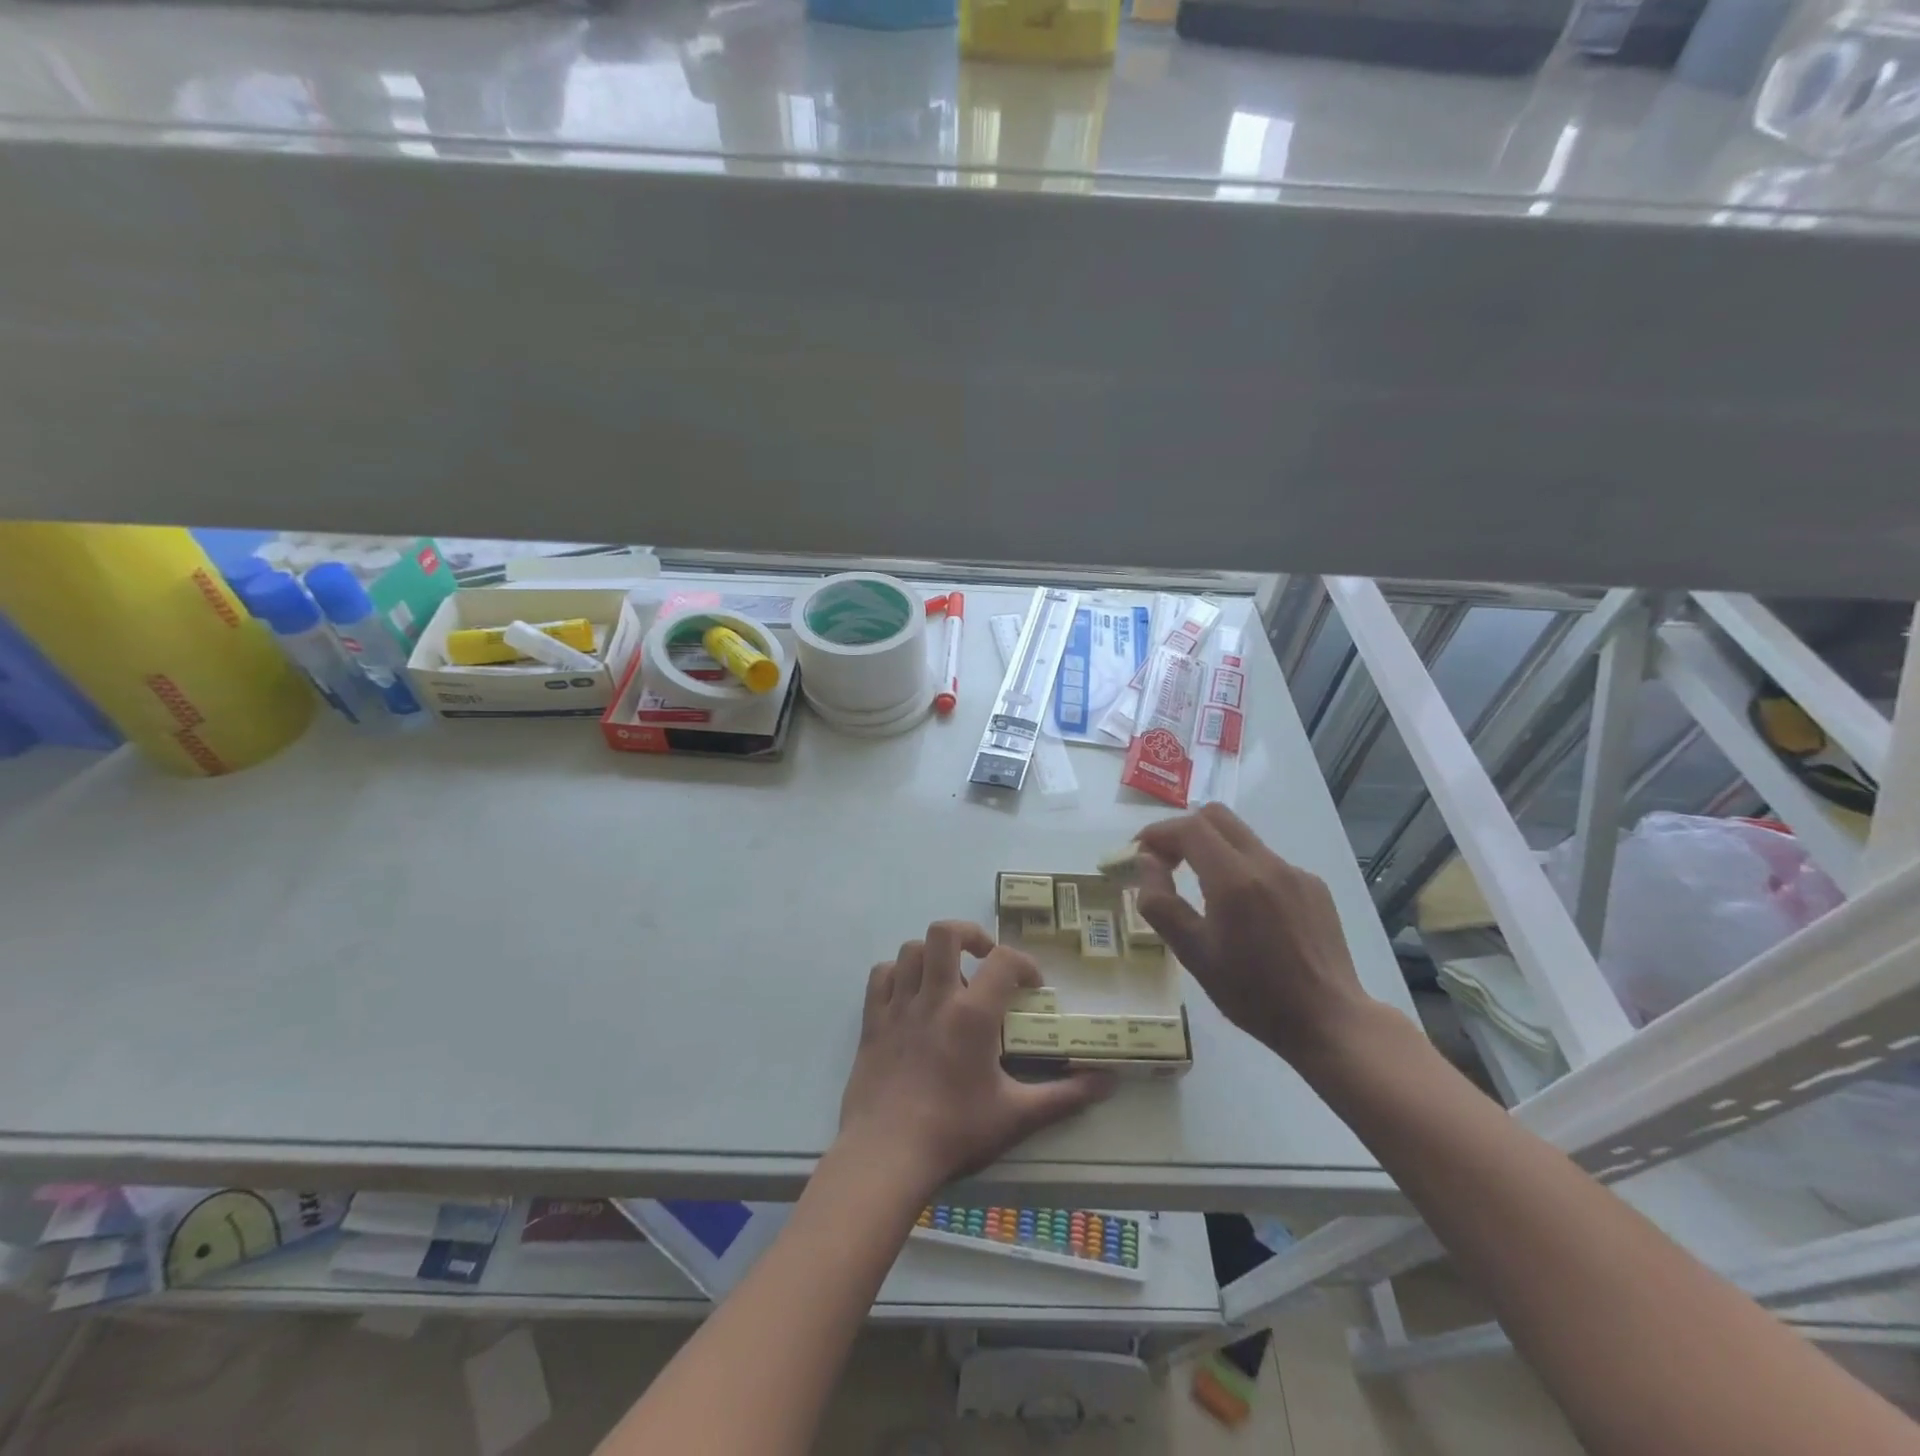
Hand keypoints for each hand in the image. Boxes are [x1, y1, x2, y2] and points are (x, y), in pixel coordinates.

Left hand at [837, 921, 1112, 1195]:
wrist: (886, 1156)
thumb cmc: (955, 1132)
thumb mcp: (1017, 1117)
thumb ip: (1065, 1097)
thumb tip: (1108, 1083)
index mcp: (972, 1015)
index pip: (1004, 960)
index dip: (1023, 963)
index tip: (1031, 984)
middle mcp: (934, 998)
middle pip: (945, 932)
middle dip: (969, 934)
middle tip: (983, 957)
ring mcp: (899, 1006)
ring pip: (910, 949)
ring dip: (932, 954)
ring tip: (947, 977)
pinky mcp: (872, 1021)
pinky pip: (880, 976)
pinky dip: (896, 974)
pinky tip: (909, 993)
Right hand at [1133, 804, 1374, 1065]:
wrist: (1329, 1021)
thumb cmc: (1252, 994)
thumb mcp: (1192, 954)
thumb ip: (1161, 902)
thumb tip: (1146, 862)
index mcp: (1235, 879)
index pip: (1188, 828)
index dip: (1157, 834)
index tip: (1140, 853)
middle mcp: (1268, 864)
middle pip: (1217, 817)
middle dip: (1183, 831)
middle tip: (1167, 862)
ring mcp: (1295, 872)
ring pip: (1243, 838)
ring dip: (1213, 850)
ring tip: (1203, 892)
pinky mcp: (1314, 886)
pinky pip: (1268, 863)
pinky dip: (1243, 871)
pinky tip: (1246, 913)